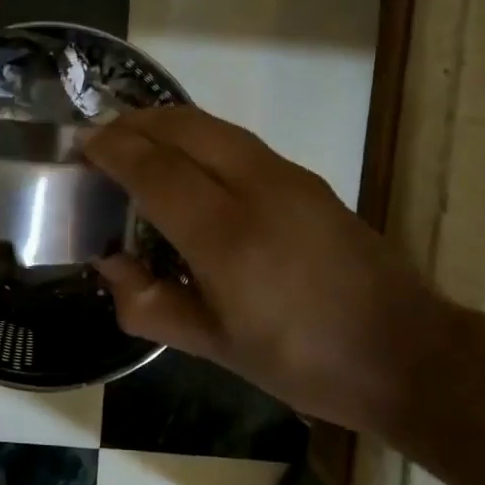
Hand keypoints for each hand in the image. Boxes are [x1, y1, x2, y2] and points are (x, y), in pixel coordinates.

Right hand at [84, 106, 448, 432]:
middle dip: (136, 123)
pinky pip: (239, 142)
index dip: (113, 150)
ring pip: (215, 127)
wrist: (404, 353)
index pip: (154, 169)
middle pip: (184, 128)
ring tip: (137, 143)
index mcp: (226, 235)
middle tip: (102, 138)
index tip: (81, 146)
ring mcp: (288, 177)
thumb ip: (150, 303)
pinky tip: (190, 167)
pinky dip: (200, 139)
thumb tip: (109, 263)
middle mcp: (256, 188)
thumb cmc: (301, 361)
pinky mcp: (308, 181)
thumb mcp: (214, 346)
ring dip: (169, 126)